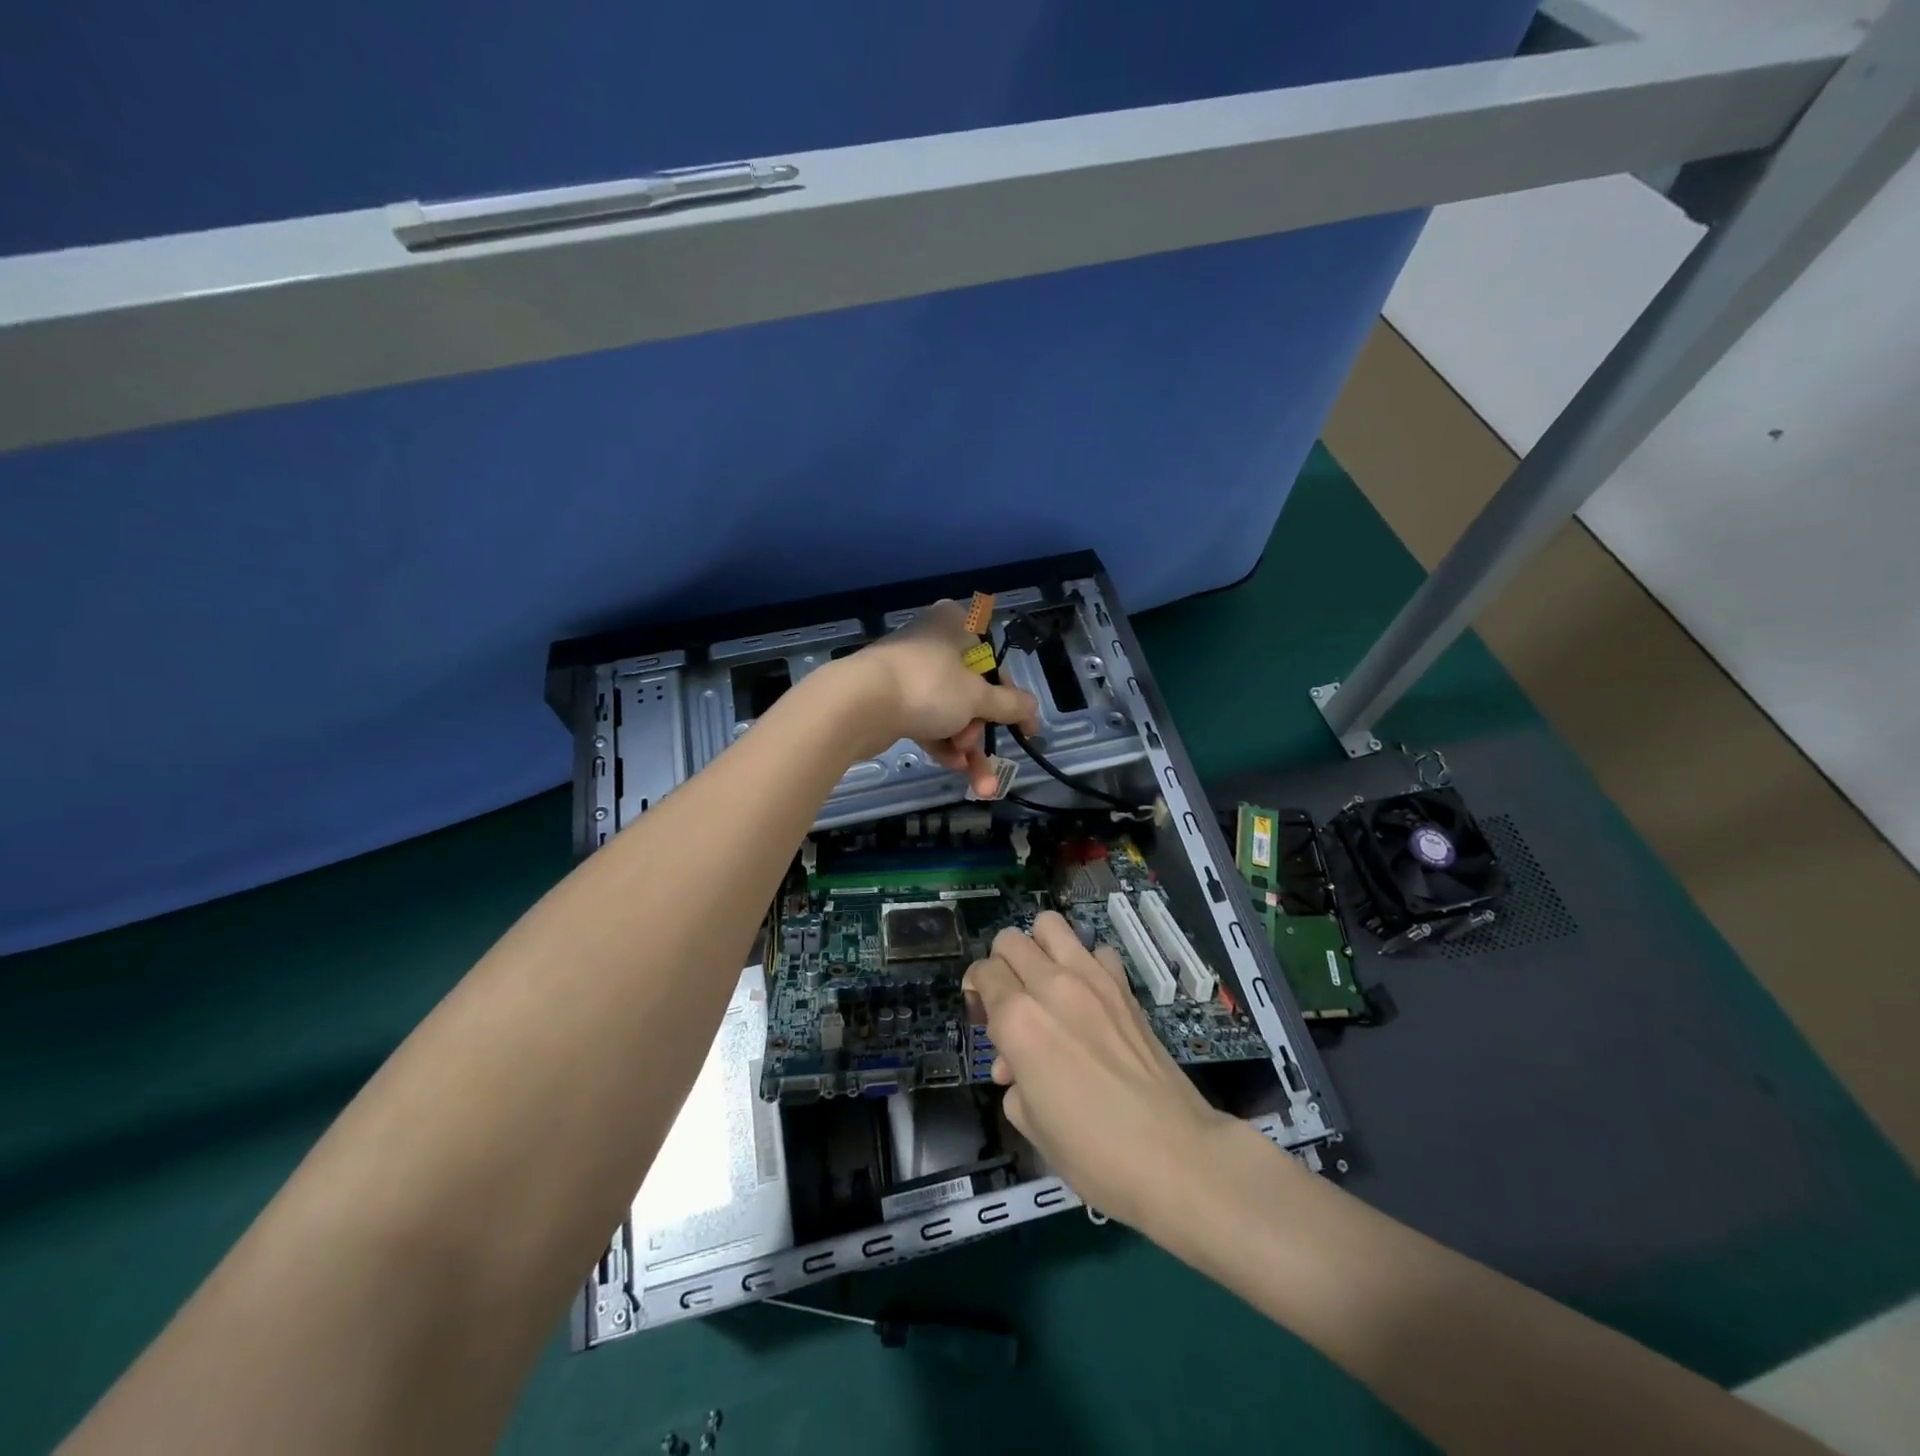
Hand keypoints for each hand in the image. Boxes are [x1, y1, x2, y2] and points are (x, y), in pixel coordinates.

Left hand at [833, 599, 1038, 798]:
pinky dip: (942, 743)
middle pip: (971, 691)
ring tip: (976, 780)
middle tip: (979, 749)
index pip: (995, 661)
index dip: (1012, 698)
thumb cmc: (927, 687)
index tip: (1027, 730)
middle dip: (981, 730)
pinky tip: (953, 767)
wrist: (856, 705)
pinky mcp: (891, 700)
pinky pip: (926, 721)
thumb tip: (1033, 709)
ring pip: (949, 711)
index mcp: (955, 625)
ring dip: (966, 746)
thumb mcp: (977, 697)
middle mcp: (932, 643)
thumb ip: (1009, 705)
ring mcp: (909, 673)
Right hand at [962, 912, 1242, 1230]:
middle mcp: (1050, 986)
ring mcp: (1091, 979)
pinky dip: (1084, 963)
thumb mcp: (1032, 1126)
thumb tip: (1017, 1065)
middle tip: (1009, 1000)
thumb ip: (1014, 1083)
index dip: (975, 991)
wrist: (1175, 1155)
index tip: (982, 1018)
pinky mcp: (1124, 986)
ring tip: (1043, 983)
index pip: (983, 973)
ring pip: (1050, 924)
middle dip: (1001, 964)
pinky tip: (1087, 997)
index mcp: (1018, 1021)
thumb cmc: (1094, 1153)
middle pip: (1010, 940)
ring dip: (1038, 947)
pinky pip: (1095, 950)